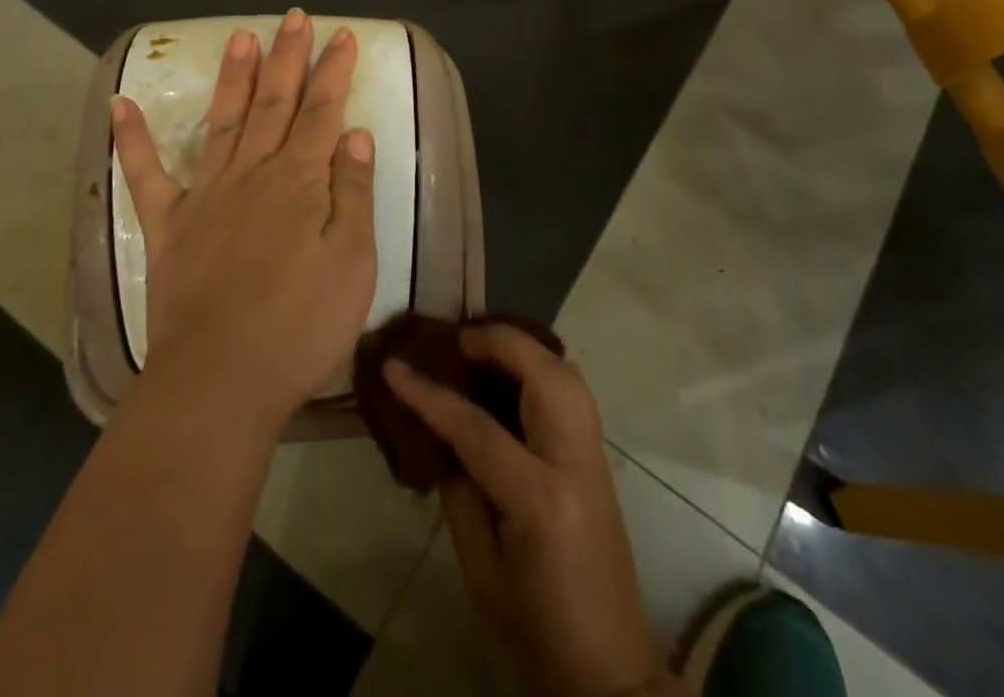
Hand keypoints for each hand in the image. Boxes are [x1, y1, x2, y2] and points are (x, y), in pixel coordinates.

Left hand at [113, 9, 377, 429]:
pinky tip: (118, 104)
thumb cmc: (300, 324)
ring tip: (240, 34)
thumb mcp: (353, 262)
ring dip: (233, 76)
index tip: (340, 34)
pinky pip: (146, 174)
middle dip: (287, 56)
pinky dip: (131, 138)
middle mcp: (251, 173)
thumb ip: (353, 193)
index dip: (333, 70)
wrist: (221, 380)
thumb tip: (355, 134)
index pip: (322, 110)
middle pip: (274, 102)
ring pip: (223, 121)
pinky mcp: (168, 225)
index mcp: (299, 180)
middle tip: (293, 16)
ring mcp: (205, 195)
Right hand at [385, 325, 666, 696]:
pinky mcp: (602, 459)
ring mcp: (597, 456)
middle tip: (456, 339)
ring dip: (525, 348)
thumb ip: (460, 497)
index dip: (429, 393)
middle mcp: (575, 462)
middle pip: (543, 374)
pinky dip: (543, 367)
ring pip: (567, 372)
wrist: (610, 672)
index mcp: (540, 499)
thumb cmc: (537, 630)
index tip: (393, 364)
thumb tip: (445, 439)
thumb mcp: (482, 574)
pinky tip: (517, 371)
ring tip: (483, 346)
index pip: (476, 427)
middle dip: (498, 341)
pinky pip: (574, 390)